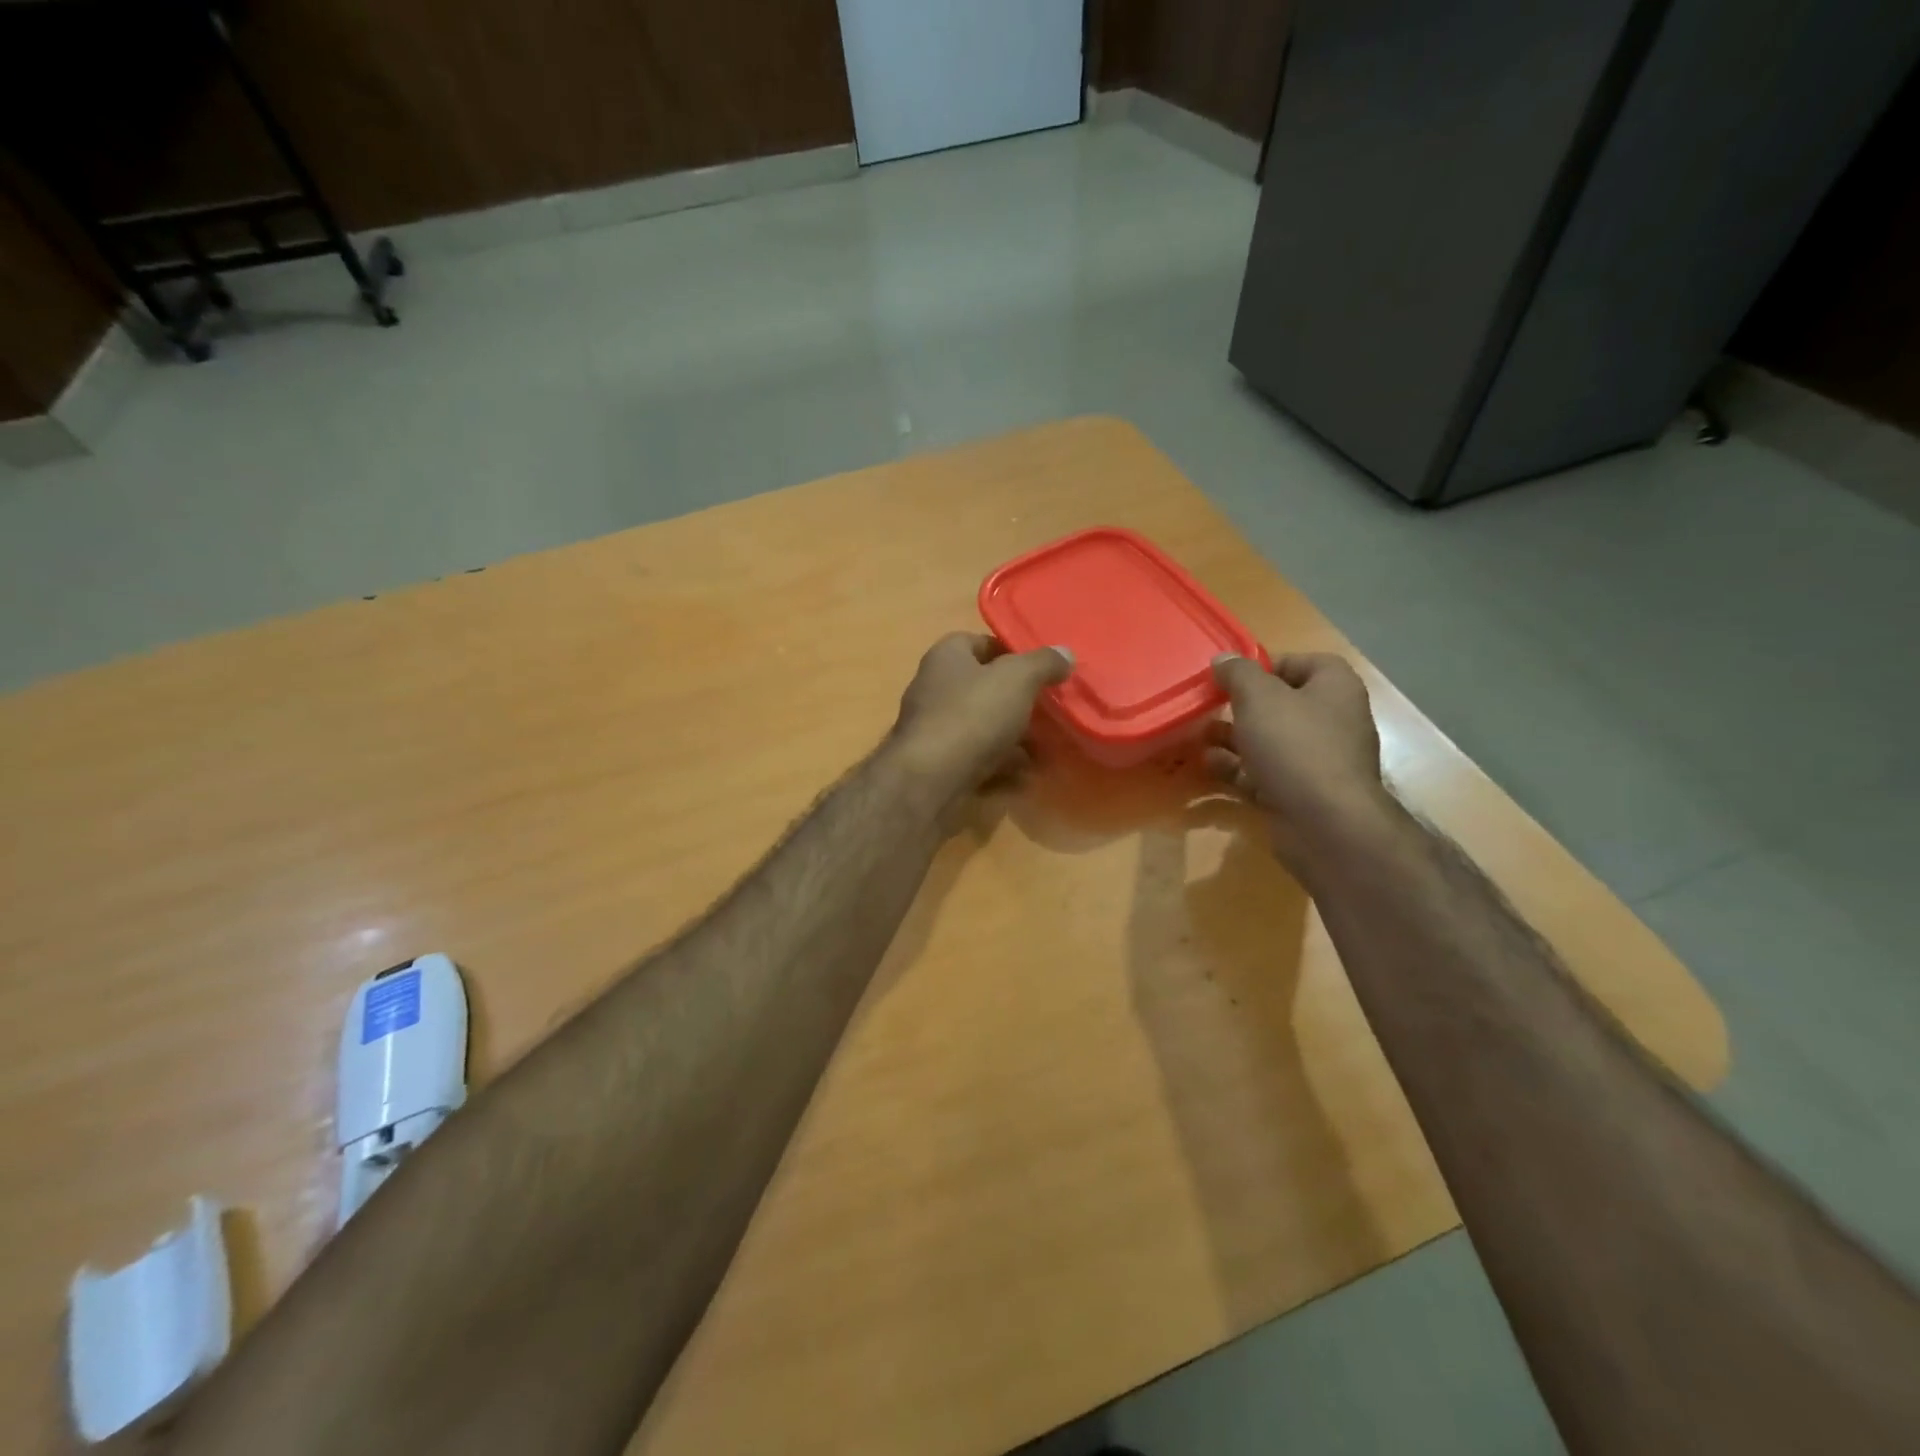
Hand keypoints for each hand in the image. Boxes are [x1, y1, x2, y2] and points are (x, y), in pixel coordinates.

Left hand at [889, 633, 1072, 807]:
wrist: (930, 779)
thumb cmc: (972, 714)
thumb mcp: (1017, 679)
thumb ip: (1043, 663)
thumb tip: (1065, 653)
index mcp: (946, 657)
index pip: (981, 643)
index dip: (1013, 653)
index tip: (1043, 670)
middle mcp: (935, 688)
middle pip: (984, 688)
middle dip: (1018, 701)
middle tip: (1051, 711)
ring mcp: (935, 730)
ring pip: (983, 728)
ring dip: (1015, 738)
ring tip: (1048, 749)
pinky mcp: (938, 765)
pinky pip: (978, 760)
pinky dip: (1002, 768)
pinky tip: (1027, 778)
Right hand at [1205, 652, 1394, 870]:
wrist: (1324, 823)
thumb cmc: (1295, 745)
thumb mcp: (1259, 697)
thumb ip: (1238, 674)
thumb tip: (1223, 659)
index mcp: (1334, 689)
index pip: (1303, 662)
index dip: (1267, 665)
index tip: (1232, 676)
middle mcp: (1332, 721)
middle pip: (1282, 704)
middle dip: (1242, 705)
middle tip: (1209, 705)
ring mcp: (1317, 761)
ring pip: (1269, 741)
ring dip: (1233, 738)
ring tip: (1199, 735)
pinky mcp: (1300, 793)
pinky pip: (1264, 773)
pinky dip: (1237, 768)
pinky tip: (1208, 765)